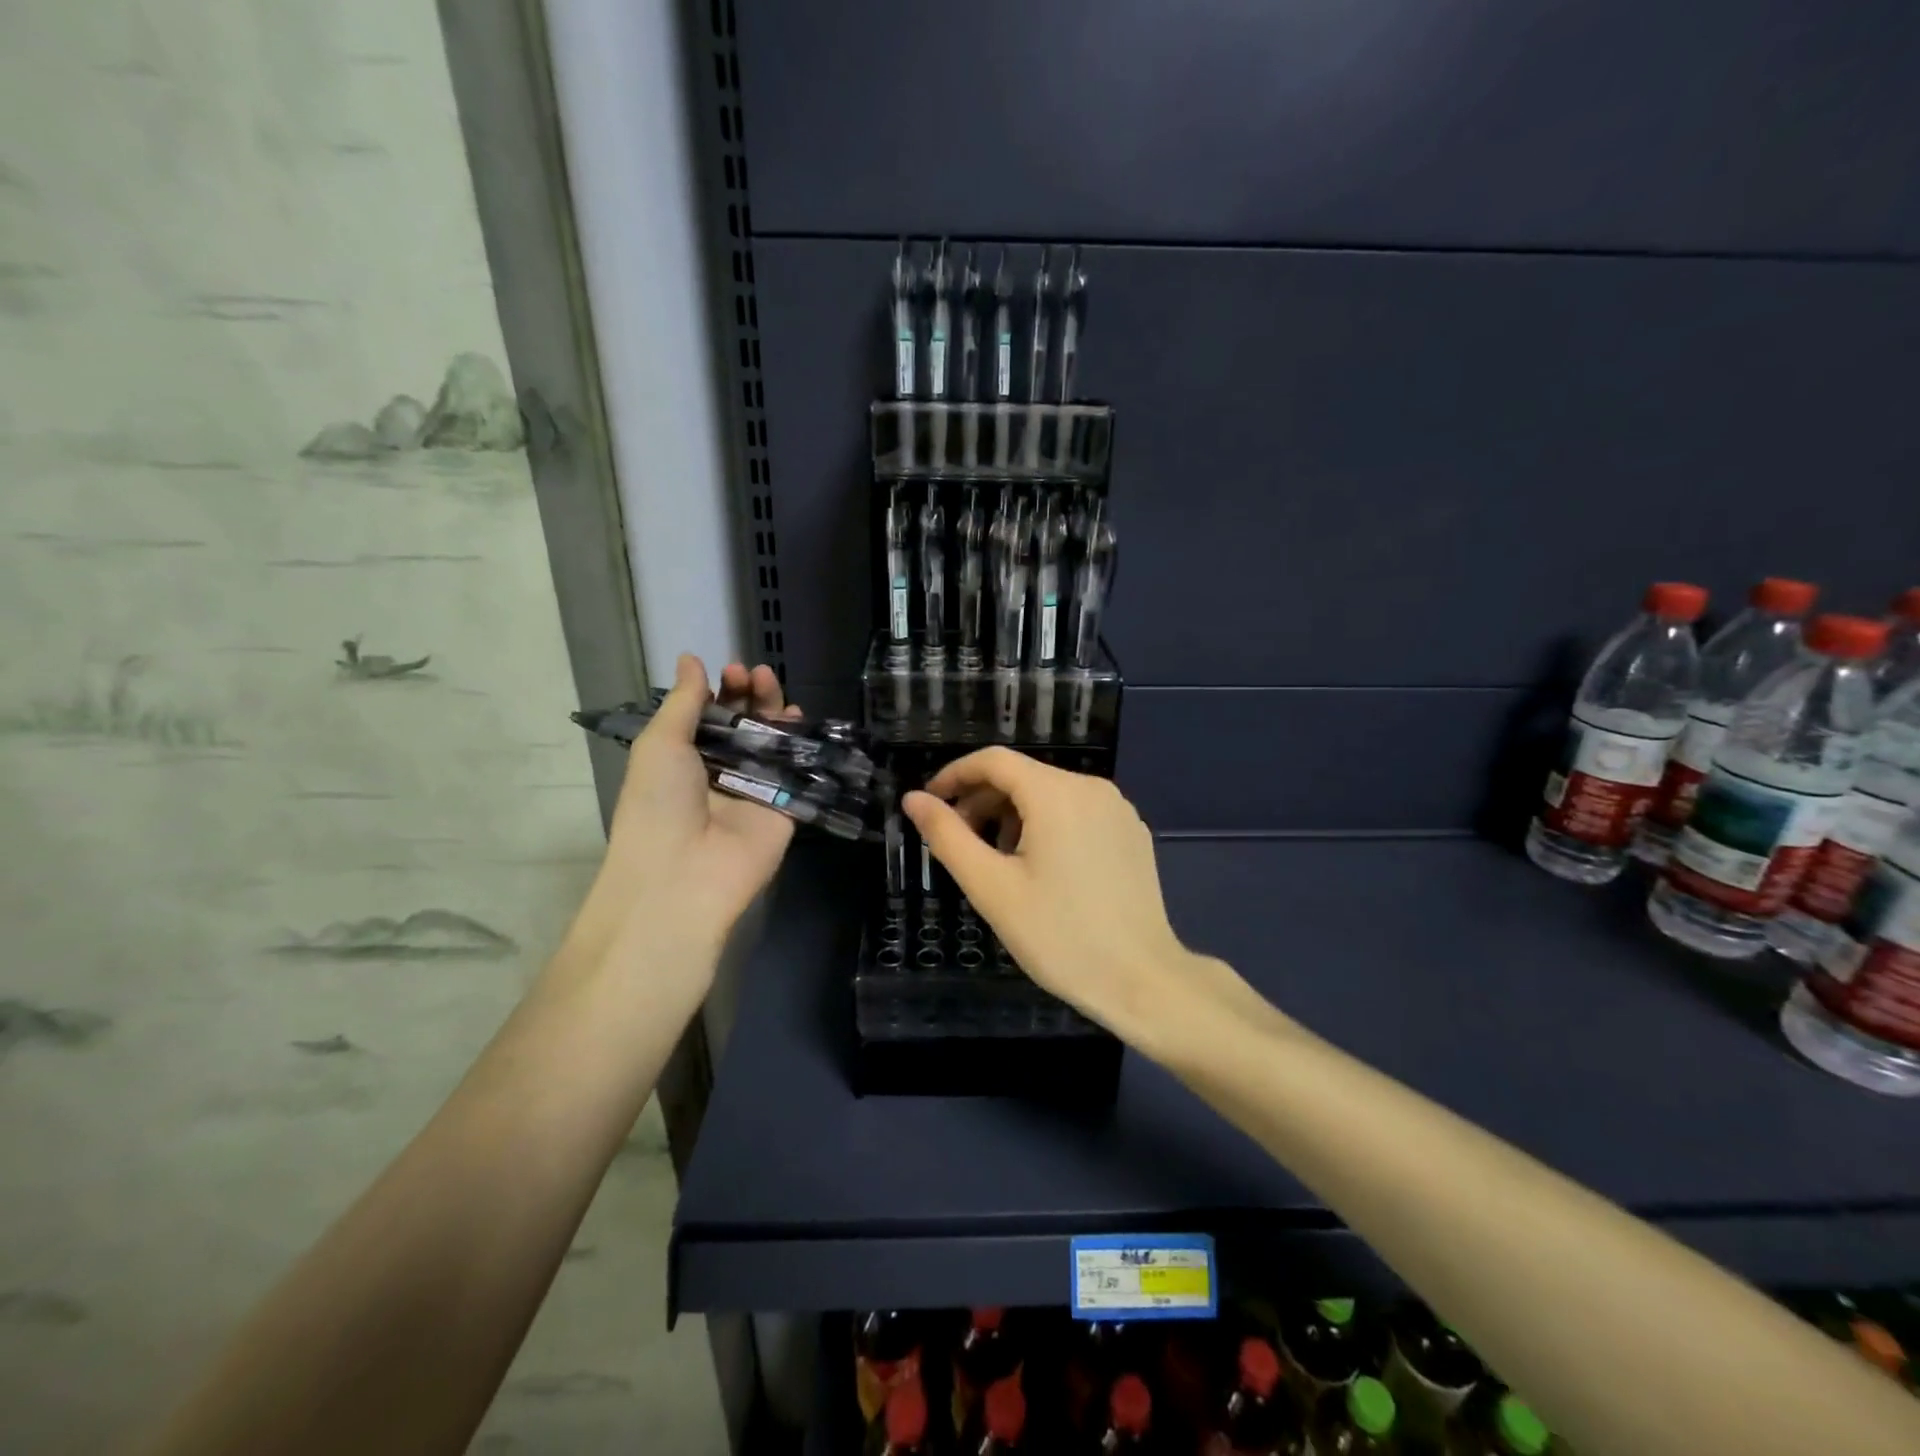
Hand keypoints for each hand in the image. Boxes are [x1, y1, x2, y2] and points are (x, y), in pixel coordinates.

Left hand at [567, 655, 799, 987]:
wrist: (685, 875)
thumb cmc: (659, 804)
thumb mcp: (661, 744)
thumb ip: (683, 702)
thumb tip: (691, 659)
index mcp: (683, 760)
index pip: (708, 716)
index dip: (720, 691)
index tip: (730, 670)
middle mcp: (719, 772)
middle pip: (742, 725)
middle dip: (748, 695)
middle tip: (753, 674)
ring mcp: (754, 790)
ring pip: (771, 742)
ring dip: (772, 711)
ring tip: (771, 685)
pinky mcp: (784, 808)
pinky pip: (796, 770)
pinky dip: (799, 744)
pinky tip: (799, 718)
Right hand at [903, 748, 1205, 1043]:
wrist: (1141, 981)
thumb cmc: (1059, 935)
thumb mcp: (991, 887)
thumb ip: (947, 836)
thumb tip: (914, 799)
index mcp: (1056, 793)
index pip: (994, 761)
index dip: (955, 776)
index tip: (930, 804)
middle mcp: (1092, 788)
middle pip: (1023, 777)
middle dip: (982, 801)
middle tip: (957, 841)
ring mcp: (1118, 809)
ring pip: (1050, 795)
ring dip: (1013, 816)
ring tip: (997, 861)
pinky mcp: (1132, 832)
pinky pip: (1077, 813)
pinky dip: (1047, 826)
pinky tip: (1040, 869)